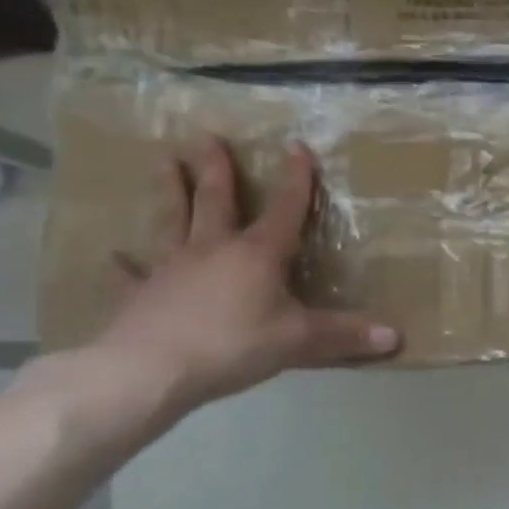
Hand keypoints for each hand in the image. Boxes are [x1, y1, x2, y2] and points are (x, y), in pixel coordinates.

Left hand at [91, 138, 399, 413]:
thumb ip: (346, 336)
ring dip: (170, 191)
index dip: (295, 180)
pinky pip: (132, 274)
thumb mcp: (301, 341)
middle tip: (206, 137)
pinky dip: (124, 265)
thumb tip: (396, 337)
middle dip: (216, 170)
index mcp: (257, 255)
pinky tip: (112, 255)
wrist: (147, 371)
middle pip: (216, 202)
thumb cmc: (233, 345)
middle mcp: (213, 250)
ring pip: (172, 221)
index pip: (284, 209)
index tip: (297, 147)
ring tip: (163, 162)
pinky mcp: (140, 295)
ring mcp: (171, 269)